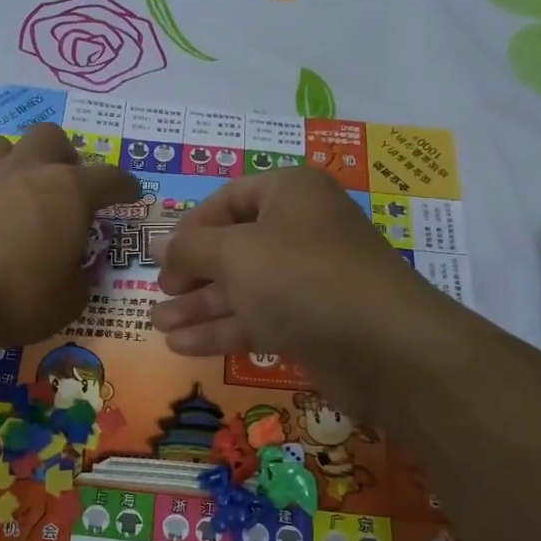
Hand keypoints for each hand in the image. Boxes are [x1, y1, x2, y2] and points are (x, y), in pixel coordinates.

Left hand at [0, 123, 140, 349]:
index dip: (124, 186)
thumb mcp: (66, 301)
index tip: (130, 194)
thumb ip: (78, 279)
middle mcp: (25, 171)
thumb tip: (76, 271)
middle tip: (65, 184)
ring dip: (15, 163)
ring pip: (2, 145)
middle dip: (64, 155)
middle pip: (50, 137)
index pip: (109, 178)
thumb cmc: (16, 297)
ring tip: (14, 194)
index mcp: (67, 192)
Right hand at [152, 167, 449, 410]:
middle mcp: (301, 230)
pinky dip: (222, 330)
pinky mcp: (311, 322)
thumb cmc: (300, 278)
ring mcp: (307, 279)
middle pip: (234, 246)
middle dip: (192, 273)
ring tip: (157, 325)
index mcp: (290, 193)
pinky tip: (183, 347)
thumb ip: (190, 249)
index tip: (161, 254)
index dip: (192, 225)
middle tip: (159, 293)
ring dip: (199, 306)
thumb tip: (158, 244)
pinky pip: (258, 318)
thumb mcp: (235, 254)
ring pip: (243, 287)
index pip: (230, 198)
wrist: (383, 347)